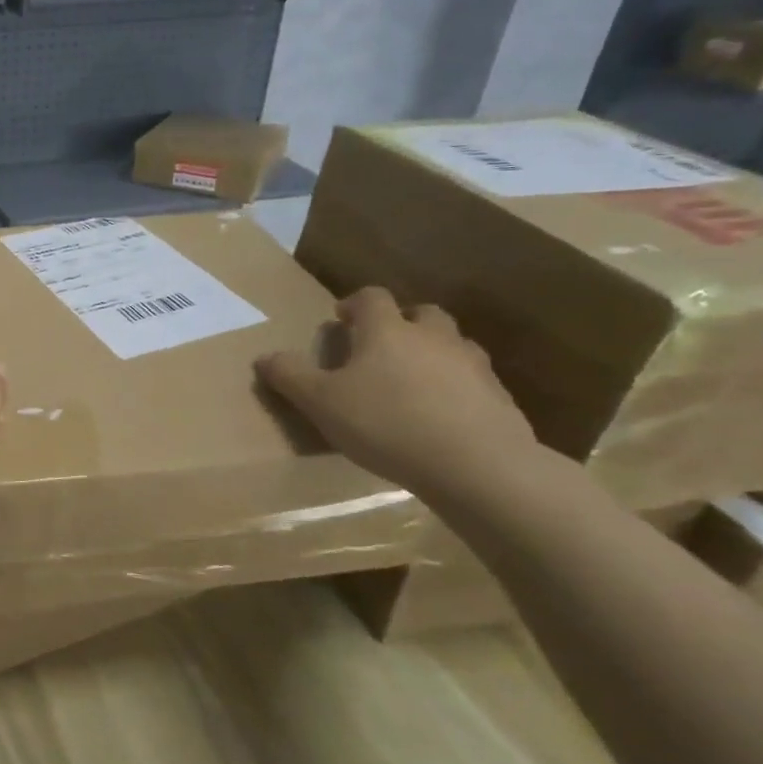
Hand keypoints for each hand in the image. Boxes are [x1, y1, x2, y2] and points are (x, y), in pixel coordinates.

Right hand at [256, 286, 536, 497]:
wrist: (477, 465)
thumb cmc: (386, 423)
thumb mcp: (321, 402)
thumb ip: (290, 376)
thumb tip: (264, 357)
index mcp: (387, 330)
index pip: (371, 298)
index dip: (354, 304)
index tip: (341, 321)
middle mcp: (432, 336)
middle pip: (420, 314)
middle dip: (401, 324)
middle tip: (381, 349)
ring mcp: (472, 365)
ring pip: (452, 344)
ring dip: (432, 353)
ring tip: (413, 382)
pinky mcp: (499, 397)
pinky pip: (473, 381)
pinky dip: (457, 388)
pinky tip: (443, 416)